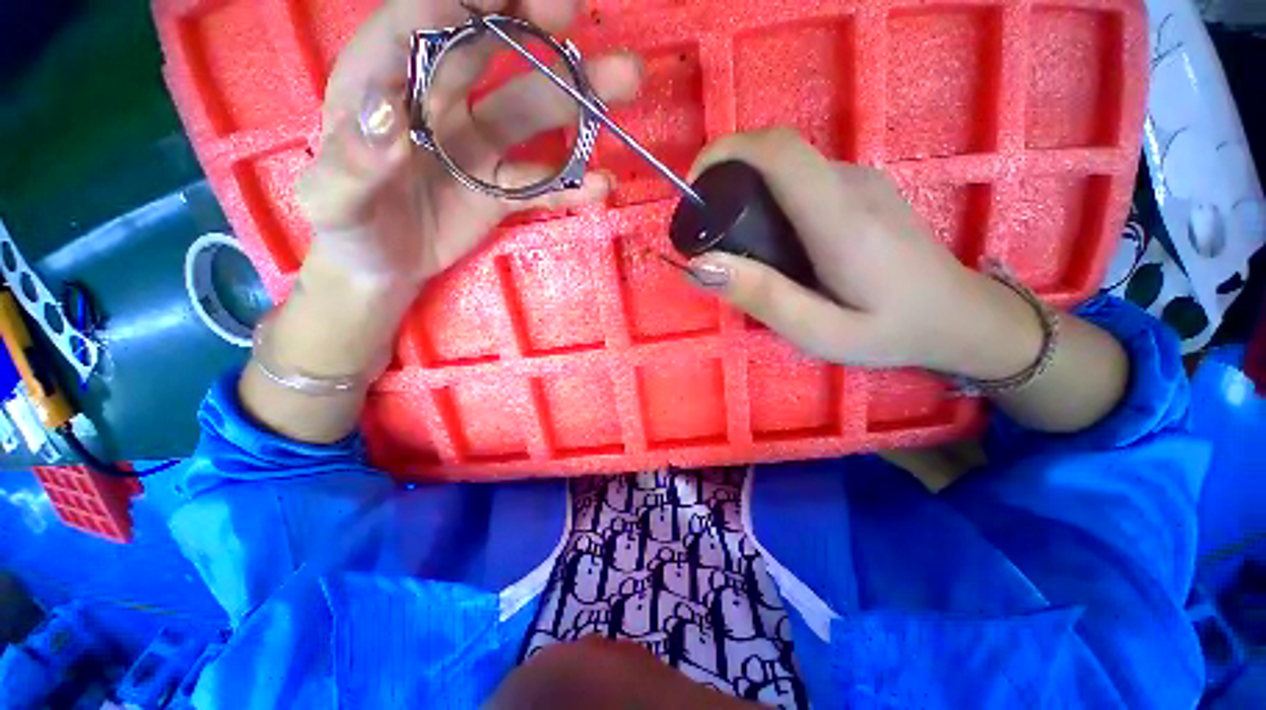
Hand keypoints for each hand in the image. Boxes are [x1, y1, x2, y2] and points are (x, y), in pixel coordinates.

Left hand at [294, 0, 641, 296]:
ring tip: (624, 81)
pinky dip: (573, 184)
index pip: (420, 21)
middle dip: (529, 22)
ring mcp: (480, 145)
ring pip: (532, 109)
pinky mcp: (504, 187)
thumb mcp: (331, 202)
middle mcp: (439, 99)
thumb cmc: (348, 228)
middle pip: (488, 45)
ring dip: (577, 97)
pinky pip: (543, 182)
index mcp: (384, 81)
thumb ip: (350, 163)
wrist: (382, 265)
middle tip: (569, 10)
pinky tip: (600, 184)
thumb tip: (390, 121)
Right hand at [686, 129, 1043, 381]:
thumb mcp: (820, 331)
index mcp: (840, 219)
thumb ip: (762, 296)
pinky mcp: (861, 190)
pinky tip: (769, 241)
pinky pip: (802, 180)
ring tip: (733, 242)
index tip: (692, 187)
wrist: (960, 316)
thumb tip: (700, 265)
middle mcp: (851, 184)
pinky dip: (770, 198)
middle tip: (704, 228)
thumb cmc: (890, 330)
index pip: (779, 152)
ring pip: (787, 168)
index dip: (727, 153)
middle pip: (777, 155)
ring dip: (747, 190)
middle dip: (727, 177)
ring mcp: (860, 182)